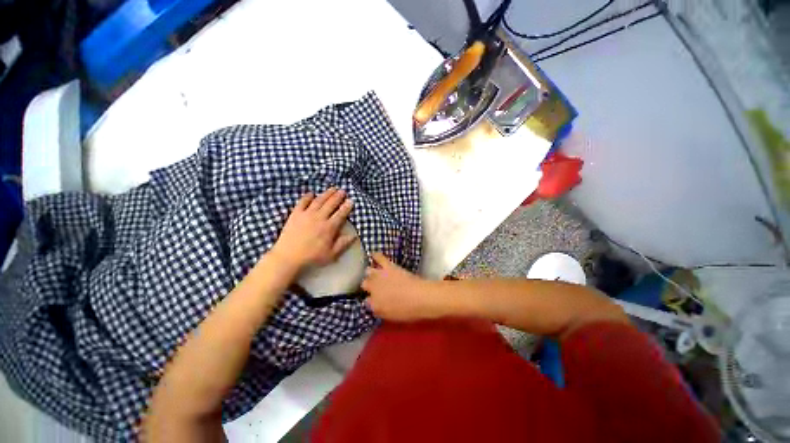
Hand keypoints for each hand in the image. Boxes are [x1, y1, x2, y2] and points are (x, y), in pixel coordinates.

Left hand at [270, 188, 356, 269]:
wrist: (288, 257)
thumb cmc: (312, 257)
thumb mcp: (331, 254)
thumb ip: (343, 244)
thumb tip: (354, 236)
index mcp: (329, 227)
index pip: (341, 214)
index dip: (347, 206)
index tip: (351, 201)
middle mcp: (319, 218)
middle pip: (331, 204)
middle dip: (338, 196)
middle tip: (343, 191)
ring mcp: (306, 214)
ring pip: (319, 201)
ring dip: (326, 194)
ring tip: (332, 188)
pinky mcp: (295, 214)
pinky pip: (302, 202)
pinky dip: (307, 197)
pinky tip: (311, 193)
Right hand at [361, 253, 441, 320]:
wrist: (419, 297)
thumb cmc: (408, 310)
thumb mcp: (391, 316)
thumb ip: (380, 311)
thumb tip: (375, 305)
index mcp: (374, 304)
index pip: (367, 301)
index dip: (372, 300)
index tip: (377, 300)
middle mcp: (373, 288)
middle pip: (365, 284)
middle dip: (369, 285)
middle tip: (377, 287)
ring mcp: (379, 276)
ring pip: (368, 271)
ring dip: (372, 273)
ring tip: (376, 273)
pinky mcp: (388, 266)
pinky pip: (378, 258)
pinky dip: (376, 256)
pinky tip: (374, 255)